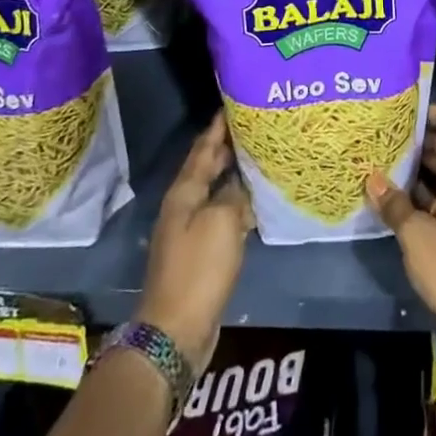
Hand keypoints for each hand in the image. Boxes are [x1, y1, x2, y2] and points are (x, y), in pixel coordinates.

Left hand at [139, 112, 252, 374]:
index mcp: (184, 192)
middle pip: (207, 168)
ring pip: (215, 192)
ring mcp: (190, 231)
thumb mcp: (221, 222)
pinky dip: (237, 204)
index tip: (233, 104)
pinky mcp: (200, 254)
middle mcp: (184, 206)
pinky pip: (221, 216)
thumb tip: (240, 183)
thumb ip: (233, 195)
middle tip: (253, 126)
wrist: (175, 331)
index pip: (203, 149)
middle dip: (226, 146)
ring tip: (260, 158)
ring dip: (233, 175)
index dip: (217, 127)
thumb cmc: (198, 269)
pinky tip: (255, 203)